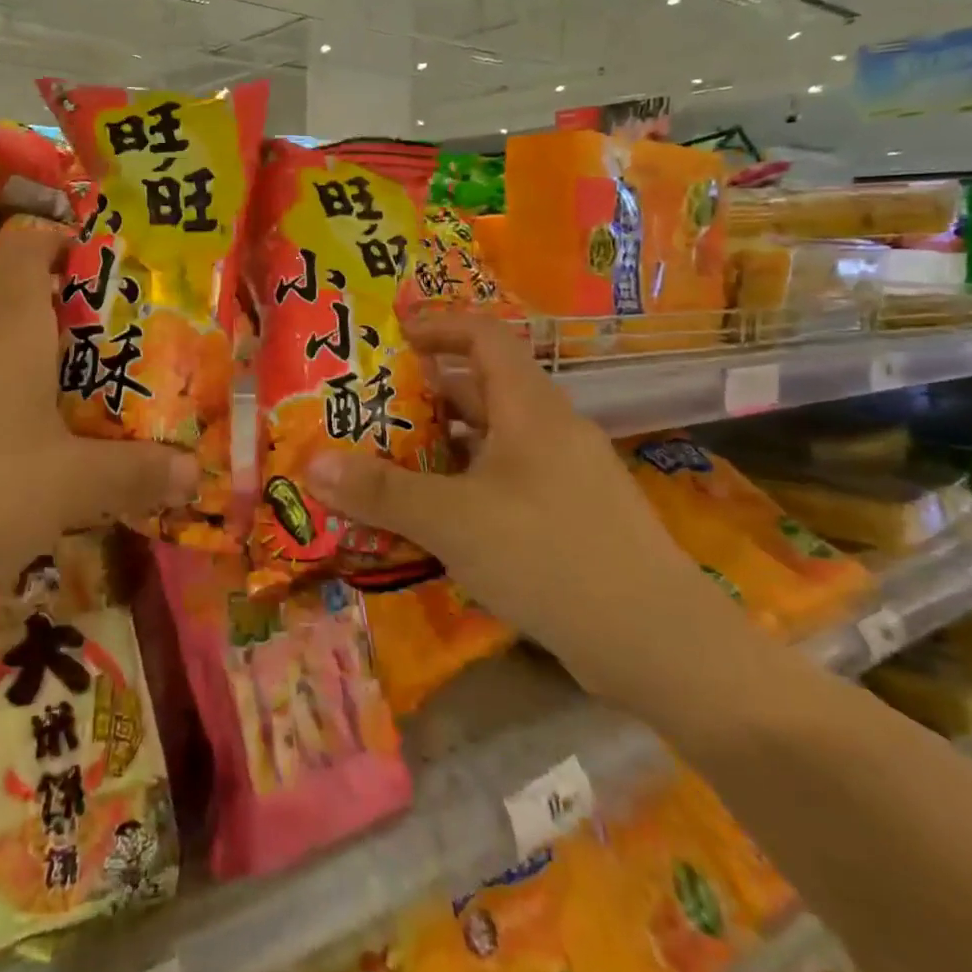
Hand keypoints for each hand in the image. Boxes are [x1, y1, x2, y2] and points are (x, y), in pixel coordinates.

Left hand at [0, 220, 197, 623]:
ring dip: (20, 368)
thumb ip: (137, 473)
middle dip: (62, 326)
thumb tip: (194, 475)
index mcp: (6, 318)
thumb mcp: (72, 486)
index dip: (65, 241)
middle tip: (102, 368)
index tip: (102, 275)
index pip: (29, 240)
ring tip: (55, 419)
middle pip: (13, 297)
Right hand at [305, 312, 749, 709]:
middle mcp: (551, 429)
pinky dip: (469, 483)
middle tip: (372, 406)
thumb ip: (380, 491)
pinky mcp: (574, 517)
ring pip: (495, 439)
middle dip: (427, 392)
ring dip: (445, 443)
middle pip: (484, 388)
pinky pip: (510, 480)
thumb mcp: (452, 520)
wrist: (660, 646)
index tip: (393, 335)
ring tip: (391, 458)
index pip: (484, 336)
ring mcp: (568, 475)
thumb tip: (312, 463)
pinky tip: (439, 517)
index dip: (438, 325)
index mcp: (530, 408)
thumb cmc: (549, 555)